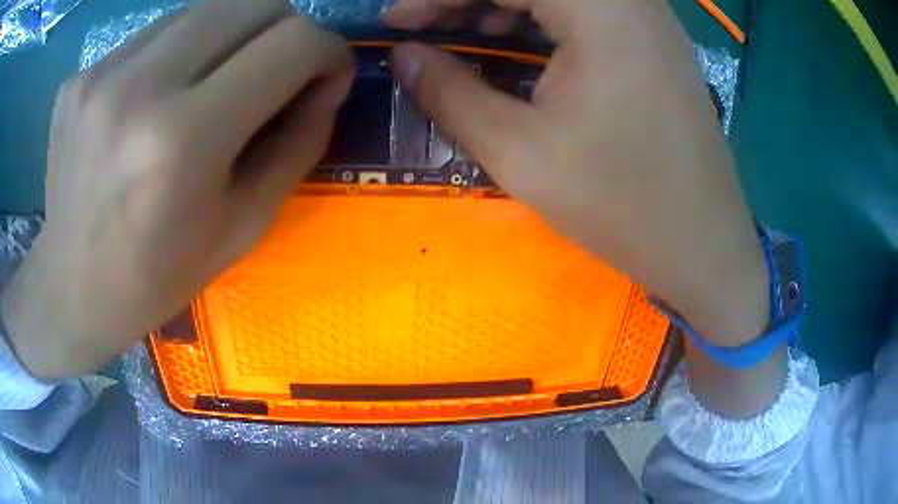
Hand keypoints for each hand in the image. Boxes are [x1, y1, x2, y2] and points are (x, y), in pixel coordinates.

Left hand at [0, 0, 354, 379]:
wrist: (72, 290)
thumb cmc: (158, 276)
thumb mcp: (244, 227)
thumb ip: (298, 144)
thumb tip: (327, 82)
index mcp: (183, 140)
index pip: (291, 43)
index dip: (327, 51)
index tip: (328, 74)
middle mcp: (139, 88)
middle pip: (252, 4)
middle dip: (286, 30)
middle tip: (278, 70)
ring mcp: (100, 74)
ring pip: (204, 8)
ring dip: (231, 36)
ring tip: (214, 83)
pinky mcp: (80, 76)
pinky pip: (155, 34)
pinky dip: (179, 51)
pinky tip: (160, 95)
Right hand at [385, 0, 769, 346]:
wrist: (704, 245)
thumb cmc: (621, 205)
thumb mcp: (521, 152)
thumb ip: (450, 93)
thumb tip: (403, 57)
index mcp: (602, 8)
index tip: (395, 22)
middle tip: (423, 27)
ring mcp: (650, 15)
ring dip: (503, 2)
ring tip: (461, 31)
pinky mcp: (656, 38)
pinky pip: (588, 7)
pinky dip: (542, 14)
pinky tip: (516, 39)